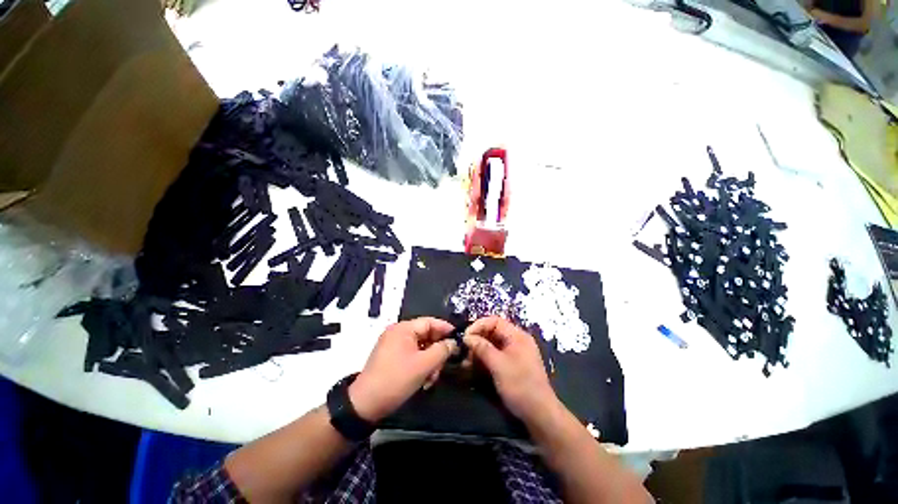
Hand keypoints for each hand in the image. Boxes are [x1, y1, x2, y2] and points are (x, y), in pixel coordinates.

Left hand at [349, 317, 457, 422]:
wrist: (365, 405)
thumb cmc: (396, 379)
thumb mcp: (424, 365)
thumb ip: (442, 350)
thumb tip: (453, 343)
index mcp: (403, 328)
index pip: (430, 322)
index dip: (445, 329)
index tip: (459, 339)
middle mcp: (398, 333)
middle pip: (426, 335)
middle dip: (437, 351)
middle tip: (444, 365)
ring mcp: (393, 345)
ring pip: (421, 348)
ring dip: (430, 361)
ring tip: (432, 378)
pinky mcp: (391, 358)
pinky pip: (412, 355)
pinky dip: (420, 365)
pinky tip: (424, 380)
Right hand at [463, 316, 559, 425]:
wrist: (540, 415)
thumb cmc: (520, 386)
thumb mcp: (499, 365)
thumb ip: (482, 348)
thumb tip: (466, 337)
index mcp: (517, 336)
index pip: (494, 321)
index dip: (478, 326)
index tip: (465, 337)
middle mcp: (516, 341)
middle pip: (492, 332)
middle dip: (477, 339)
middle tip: (464, 350)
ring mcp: (514, 353)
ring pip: (492, 344)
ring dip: (478, 350)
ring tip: (466, 361)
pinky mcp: (511, 365)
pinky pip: (495, 355)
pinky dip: (484, 359)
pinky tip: (473, 367)